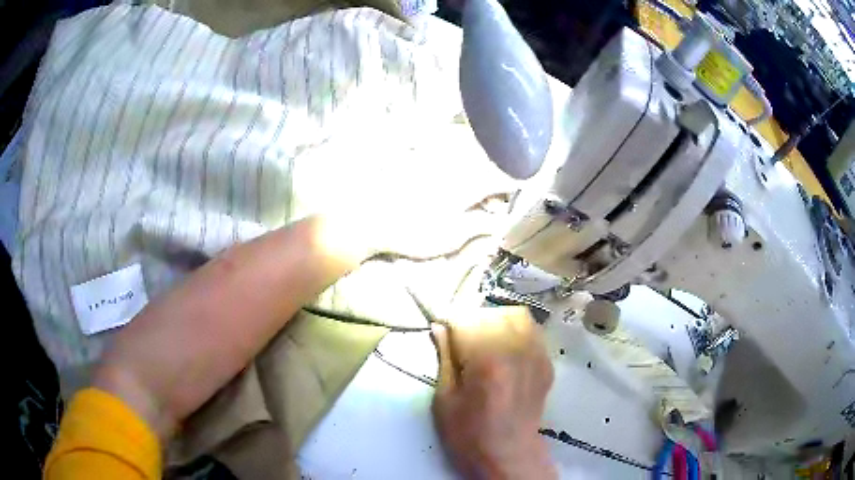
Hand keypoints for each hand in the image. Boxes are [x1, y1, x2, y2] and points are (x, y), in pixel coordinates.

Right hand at [431, 307, 555, 478]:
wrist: (508, 455)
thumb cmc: (469, 434)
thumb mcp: (445, 399)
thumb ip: (444, 358)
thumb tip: (439, 327)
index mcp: (487, 359)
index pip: (466, 318)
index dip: (449, 322)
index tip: (440, 330)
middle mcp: (517, 350)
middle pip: (493, 313)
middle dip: (472, 320)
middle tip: (461, 340)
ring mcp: (537, 355)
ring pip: (517, 316)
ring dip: (496, 321)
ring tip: (484, 341)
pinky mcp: (546, 363)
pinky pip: (531, 332)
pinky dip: (515, 332)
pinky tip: (505, 351)